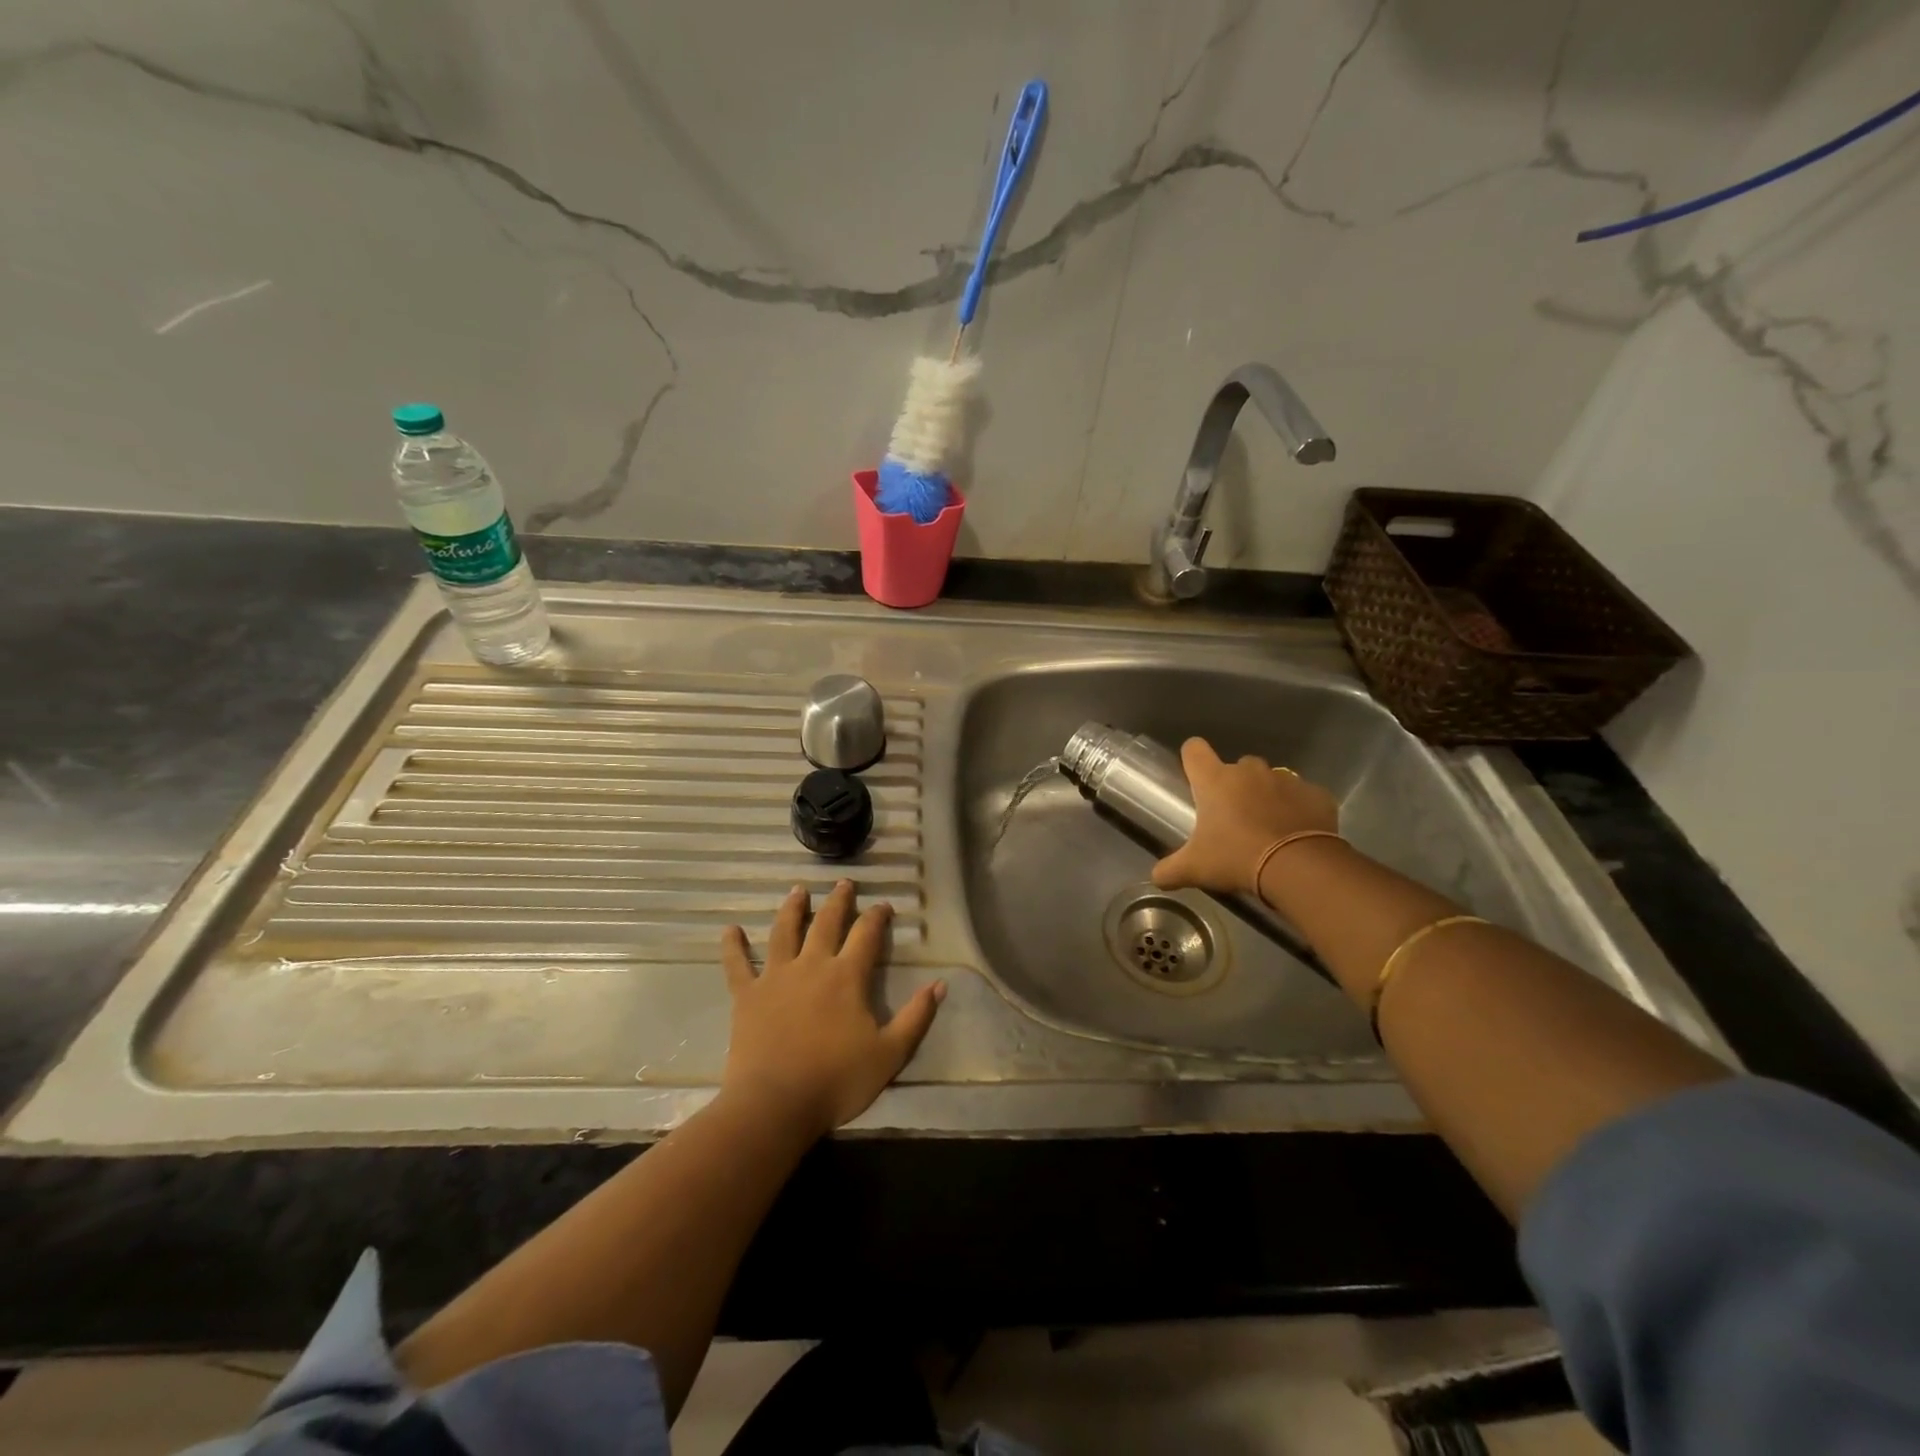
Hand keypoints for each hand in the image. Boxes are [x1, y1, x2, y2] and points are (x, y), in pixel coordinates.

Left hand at [719, 880, 944, 1138]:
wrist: (776, 1104)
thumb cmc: (836, 1080)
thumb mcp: (890, 1054)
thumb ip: (916, 1017)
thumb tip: (940, 984)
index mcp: (847, 976)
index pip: (867, 935)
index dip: (877, 916)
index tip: (883, 905)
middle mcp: (812, 965)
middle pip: (826, 922)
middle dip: (838, 901)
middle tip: (843, 883)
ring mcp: (776, 977)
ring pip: (784, 931)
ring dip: (792, 908)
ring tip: (798, 890)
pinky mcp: (747, 995)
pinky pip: (737, 964)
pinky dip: (733, 945)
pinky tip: (729, 929)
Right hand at [1151, 738, 1339, 896]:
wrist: (1298, 867)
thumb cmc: (1236, 858)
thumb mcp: (1194, 869)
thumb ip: (1169, 870)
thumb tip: (1155, 878)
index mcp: (1214, 780)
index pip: (1194, 749)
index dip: (1192, 759)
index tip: (1195, 778)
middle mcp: (1249, 771)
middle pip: (1237, 767)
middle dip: (1235, 786)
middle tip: (1234, 818)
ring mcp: (1286, 779)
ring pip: (1271, 779)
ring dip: (1267, 796)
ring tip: (1269, 828)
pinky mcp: (1316, 794)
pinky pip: (1303, 796)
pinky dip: (1299, 810)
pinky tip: (1297, 834)